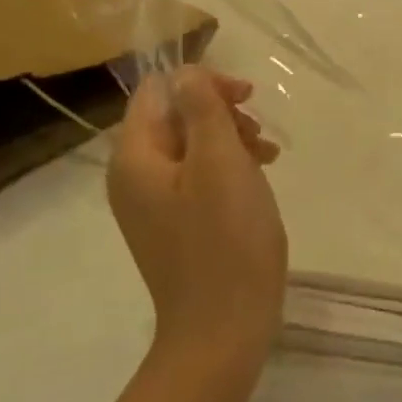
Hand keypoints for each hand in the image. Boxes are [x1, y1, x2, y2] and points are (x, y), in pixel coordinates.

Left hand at [108, 69, 286, 355]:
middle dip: (220, 113)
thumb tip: (187, 72)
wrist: (223, 329)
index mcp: (135, 158)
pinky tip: (260, 177)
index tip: (245, 99)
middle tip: (258, 131)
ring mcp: (154, 205)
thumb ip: (203, 108)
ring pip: (191, 146)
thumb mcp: (220, 161)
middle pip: (175, 117)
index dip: (202, 83)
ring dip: (230, 139)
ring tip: (267, 155)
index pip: (157, 91)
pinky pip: (198, 177)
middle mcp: (134, 177)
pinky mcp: (176, 225)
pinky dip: (228, 167)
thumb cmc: (225, 239)